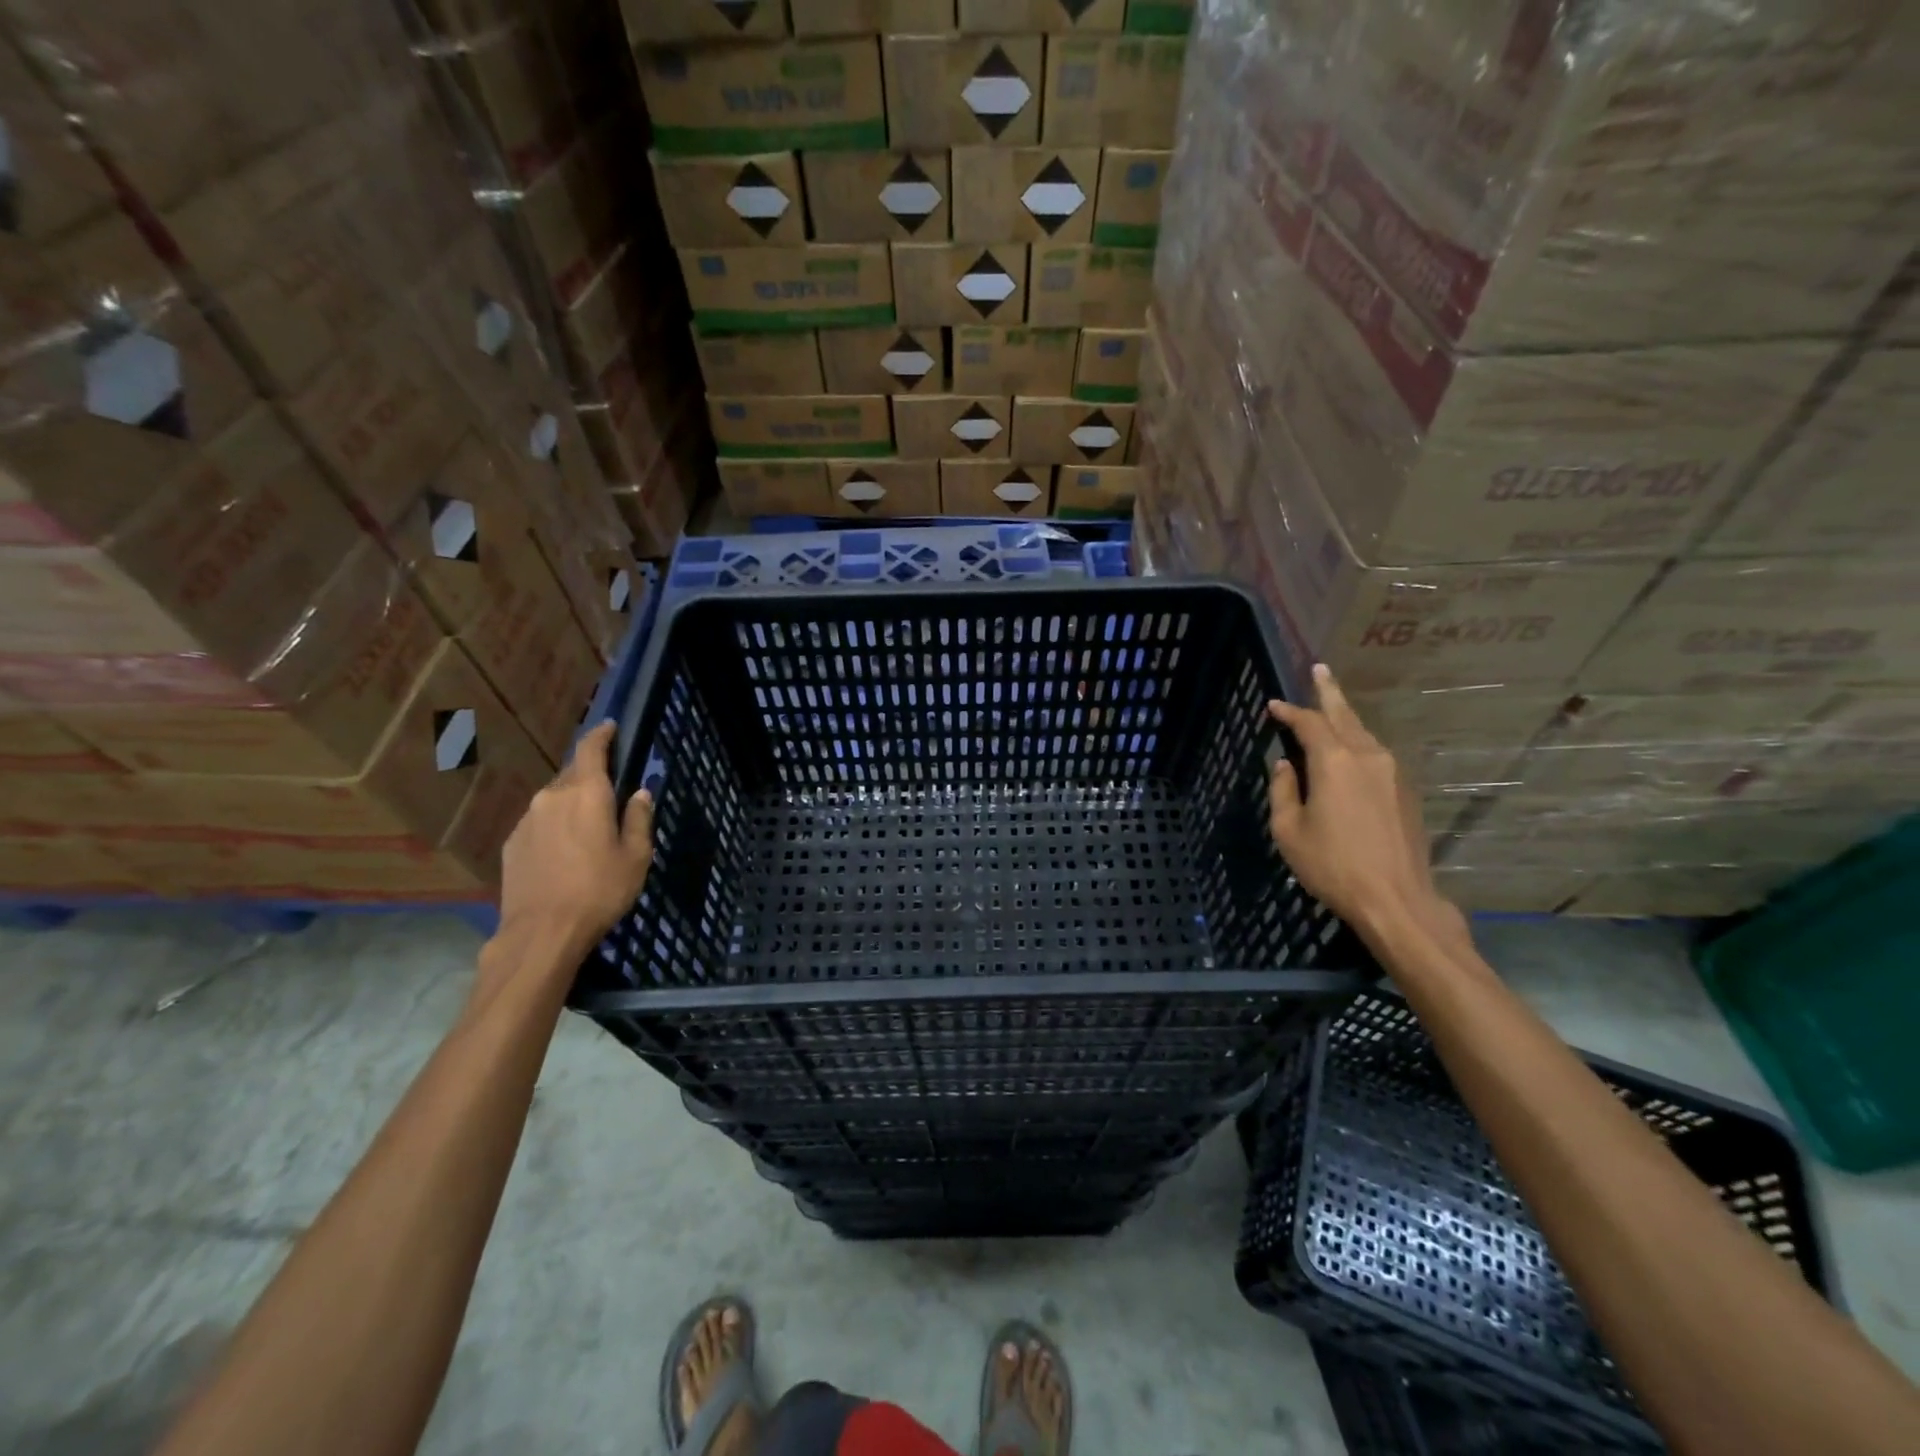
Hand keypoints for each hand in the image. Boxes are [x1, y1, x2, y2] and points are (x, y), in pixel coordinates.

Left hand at [496, 721, 654, 958]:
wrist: (542, 932)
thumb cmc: (599, 890)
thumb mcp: (636, 856)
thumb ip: (638, 818)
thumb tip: (640, 794)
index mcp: (586, 793)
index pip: (592, 749)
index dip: (602, 734)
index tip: (610, 727)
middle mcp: (552, 796)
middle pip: (573, 773)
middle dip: (591, 775)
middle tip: (610, 791)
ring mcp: (527, 819)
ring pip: (555, 799)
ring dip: (572, 803)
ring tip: (588, 828)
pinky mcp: (512, 843)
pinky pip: (540, 822)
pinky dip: (555, 826)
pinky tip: (565, 851)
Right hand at [1266, 664, 1466, 949]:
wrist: (1396, 900)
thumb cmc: (1332, 865)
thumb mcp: (1289, 830)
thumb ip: (1283, 791)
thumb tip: (1284, 766)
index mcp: (1334, 763)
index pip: (1308, 724)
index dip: (1289, 711)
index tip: (1272, 706)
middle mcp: (1367, 757)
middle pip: (1344, 715)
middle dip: (1329, 692)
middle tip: (1319, 669)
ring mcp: (1392, 773)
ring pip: (1364, 733)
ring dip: (1345, 717)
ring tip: (1330, 707)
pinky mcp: (1405, 792)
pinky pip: (1376, 755)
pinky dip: (1358, 742)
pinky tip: (1349, 750)